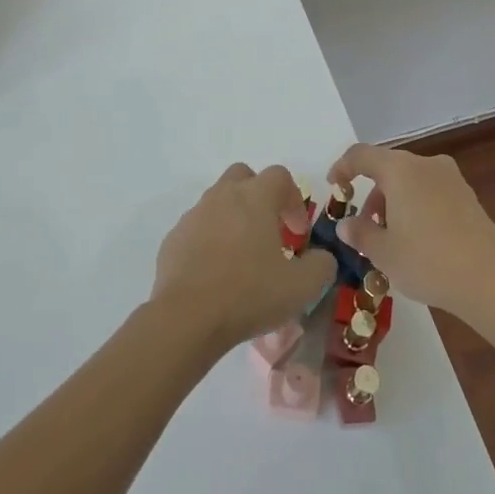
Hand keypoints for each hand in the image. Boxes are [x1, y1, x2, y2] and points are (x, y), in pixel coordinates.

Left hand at [151, 164, 336, 350]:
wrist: (187, 317)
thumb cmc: (249, 294)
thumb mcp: (302, 286)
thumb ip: (321, 265)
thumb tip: (321, 258)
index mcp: (255, 197)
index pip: (279, 175)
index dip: (294, 199)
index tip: (298, 232)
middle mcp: (222, 196)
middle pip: (243, 176)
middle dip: (259, 196)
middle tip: (268, 230)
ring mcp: (193, 215)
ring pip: (217, 201)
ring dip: (233, 218)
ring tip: (242, 256)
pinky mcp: (173, 238)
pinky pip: (196, 228)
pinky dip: (209, 240)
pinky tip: (216, 272)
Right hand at [328, 144, 494, 317]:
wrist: (491, 281)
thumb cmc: (428, 261)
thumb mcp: (384, 253)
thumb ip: (360, 234)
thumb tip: (346, 225)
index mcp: (400, 170)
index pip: (361, 155)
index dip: (342, 168)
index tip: (334, 187)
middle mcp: (426, 165)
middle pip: (388, 168)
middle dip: (371, 193)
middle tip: (364, 226)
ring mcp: (451, 178)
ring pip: (410, 180)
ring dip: (393, 201)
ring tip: (390, 238)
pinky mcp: (468, 196)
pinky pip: (430, 191)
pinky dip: (415, 206)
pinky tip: (417, 239)